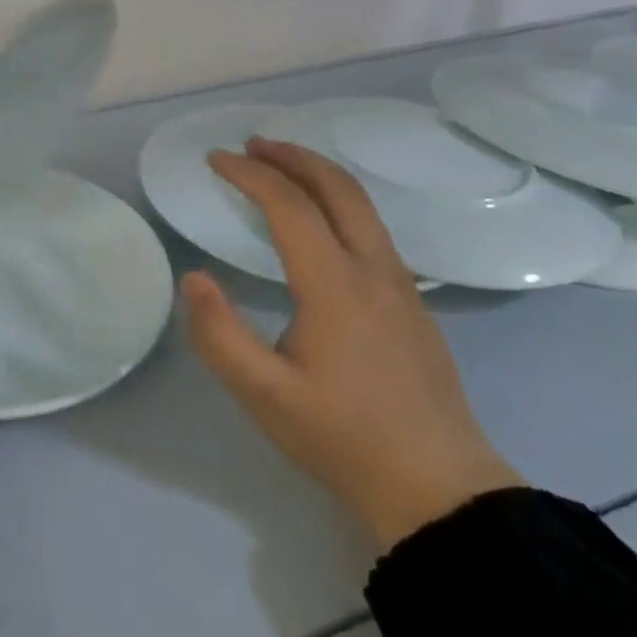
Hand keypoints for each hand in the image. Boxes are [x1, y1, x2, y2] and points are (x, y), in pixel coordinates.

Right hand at [181, 137, 523, 550]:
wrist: (442, 491)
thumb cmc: (345, 439)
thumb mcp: (265, 396)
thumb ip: (219, 334)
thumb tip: (194, 278)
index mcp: (336, 284)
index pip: (289, 205)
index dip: (249, 174)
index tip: (215, 160)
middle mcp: (374, 270)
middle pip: (337, 187)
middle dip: (291, 156)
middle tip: (250, 145)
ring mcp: (402, 285)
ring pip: (362, 205)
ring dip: (318, 174)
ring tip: (281, 169)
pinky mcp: (414, 303)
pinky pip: (372, 228)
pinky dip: (339, 201)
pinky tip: (320, 223)